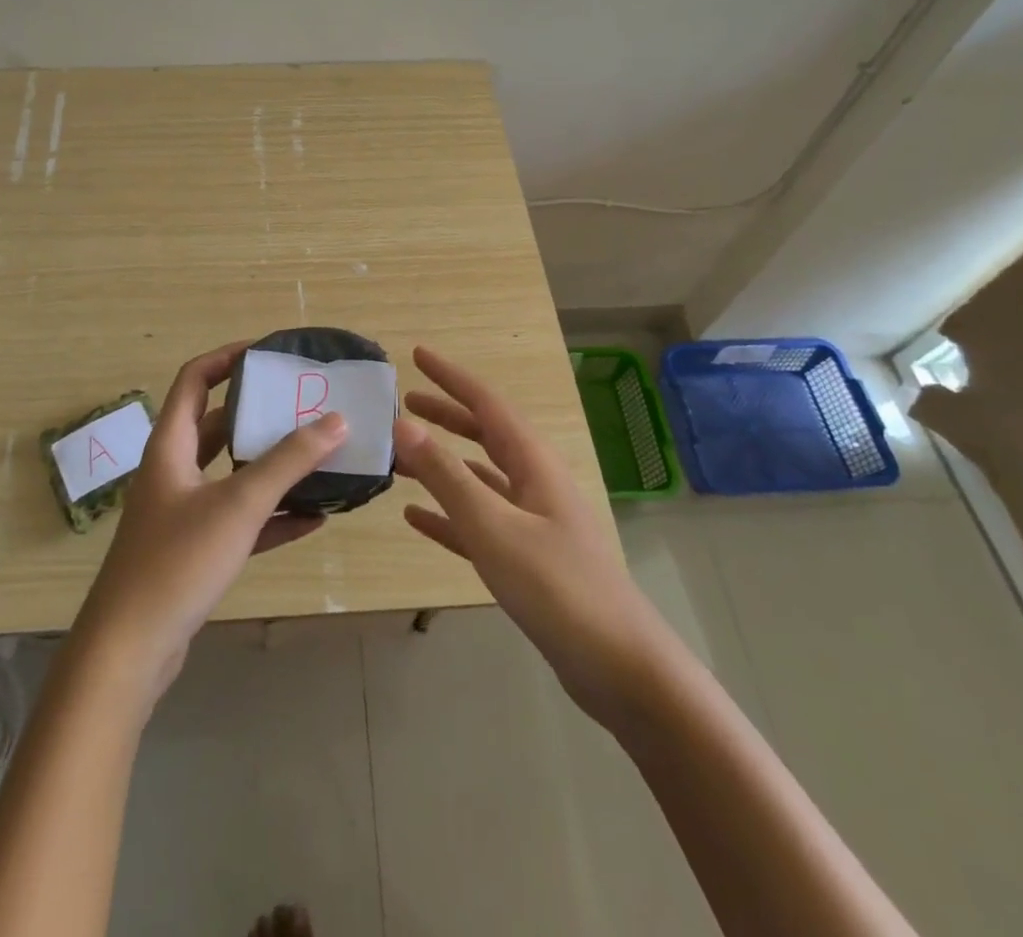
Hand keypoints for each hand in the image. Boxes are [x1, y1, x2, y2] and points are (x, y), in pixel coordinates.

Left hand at [70, 341, 346, 715]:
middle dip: (261, 413)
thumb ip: (289, 461)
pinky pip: (240, 519)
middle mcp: (174, 471)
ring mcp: (184, 512)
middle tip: (305, 404)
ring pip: (233, 474)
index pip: (195, 379)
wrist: (128, 652)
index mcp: (171, 445)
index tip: (270, 352)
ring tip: (319, 454)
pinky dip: (273, 514)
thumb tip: (337, 420)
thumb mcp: (239, 504)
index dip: (228, 358)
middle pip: (219, 425)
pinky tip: (315, 517)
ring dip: (272, 466)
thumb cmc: (177, 561)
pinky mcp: (195, 550)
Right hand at [394, 345, 682, 732]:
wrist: (620, 668)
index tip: (416, 354)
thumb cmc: (557, 586)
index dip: (451, 377)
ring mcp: (533, 521)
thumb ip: (446, 475)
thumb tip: (402, 423)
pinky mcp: (528, 558)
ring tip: (401, 458)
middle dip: (445, 415)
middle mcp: (535, 482)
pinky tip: (416, 518)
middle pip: (484, 434)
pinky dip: (448, 512)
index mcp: (533, 462)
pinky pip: (480, 521)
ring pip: (479, 477)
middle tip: (404, 403)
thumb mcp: (493, 526)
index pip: (486, 403)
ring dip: (442, 463)